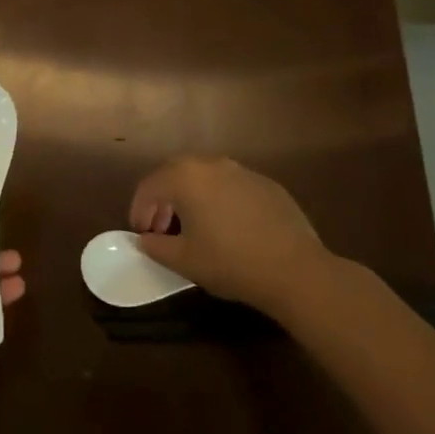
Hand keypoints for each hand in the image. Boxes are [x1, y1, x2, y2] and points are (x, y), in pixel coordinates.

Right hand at [130, 156, 360, 319]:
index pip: (149, 186)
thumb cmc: (230, 262)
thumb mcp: (183, 260)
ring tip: (193, 226)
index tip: (141, 233)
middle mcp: (212, 164)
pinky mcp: (266, 184)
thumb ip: (156, 246)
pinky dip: (218, 199)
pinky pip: (231, 185)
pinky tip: (227, 227)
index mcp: (185, 177)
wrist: (295, 269)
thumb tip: (146, 239)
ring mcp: (242, 171)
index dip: (139, 210)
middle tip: (162, 227)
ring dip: (191, 196)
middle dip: (163, 198)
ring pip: (205, 177)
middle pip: (175, 174)